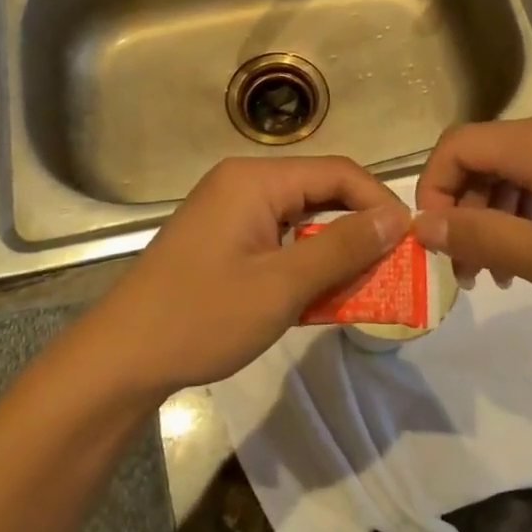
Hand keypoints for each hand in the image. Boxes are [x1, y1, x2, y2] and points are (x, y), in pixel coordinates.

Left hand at [85, 156, 409, 397]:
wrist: (120, 359)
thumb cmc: (201, 317)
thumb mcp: (281, 286)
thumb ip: (342, 247)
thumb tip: (395, 217)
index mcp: (255, 179)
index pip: (337, 172)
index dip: (379, 202)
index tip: (411, 241)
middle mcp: (243, 183)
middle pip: (319, 192)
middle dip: (360, 228)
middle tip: (395, 266)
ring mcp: (229, 211)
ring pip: (301, 218)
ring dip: (334, 249)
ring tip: (366, 283)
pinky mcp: (223, 238)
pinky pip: (278, 238)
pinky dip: (305, 261)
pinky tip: (322, 293)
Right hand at [414, 103, 531, 326]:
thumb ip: (482, 237)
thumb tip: (420, 225)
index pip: (457, 145)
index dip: (433, 190)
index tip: (435, 242)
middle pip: (487, 154)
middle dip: (467, 209)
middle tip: (470, 271)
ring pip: (517, 164)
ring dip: (499, 212)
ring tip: (504, 272)